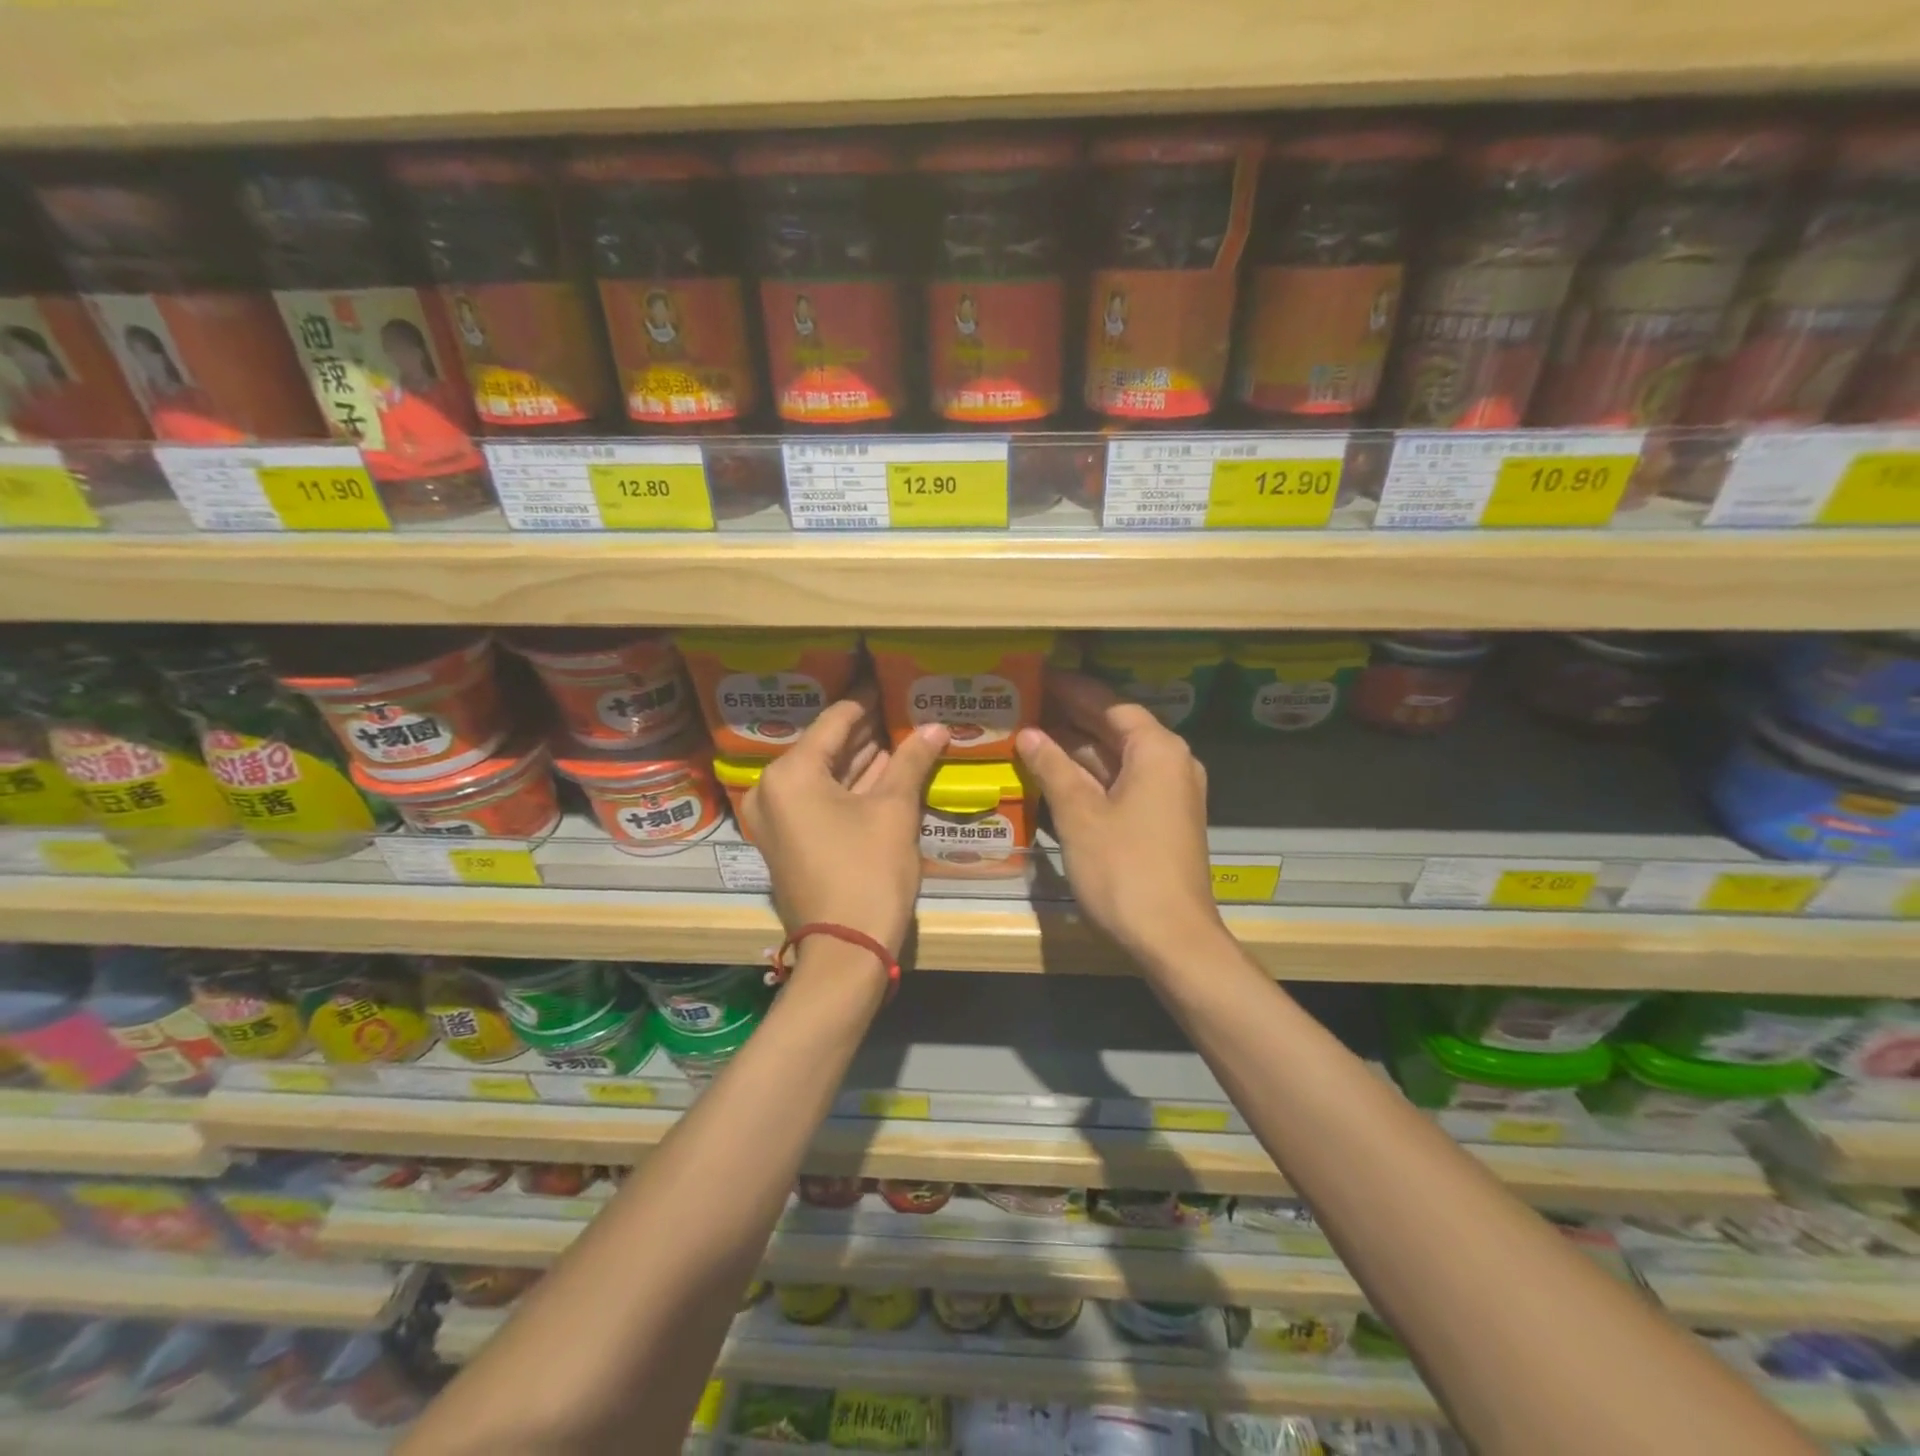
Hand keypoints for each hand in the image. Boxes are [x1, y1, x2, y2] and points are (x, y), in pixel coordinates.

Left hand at [740, 689, 949, 959]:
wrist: (845, 950)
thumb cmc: (868, 872)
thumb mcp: (894, 811)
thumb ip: (912, 761)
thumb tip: (937, 726)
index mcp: (790, 773)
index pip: (836, 721)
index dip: (868, 701)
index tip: (893, 683)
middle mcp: (772, 790)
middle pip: (826, 747)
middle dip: (867, 731)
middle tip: (903, 709)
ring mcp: (776, 818)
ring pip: (824, 776)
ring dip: (861, 759)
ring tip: (901, 733)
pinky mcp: (787, 841)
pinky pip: (819, 800)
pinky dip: (849, 787)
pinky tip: (886, 770)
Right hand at [1015, 671, 1221, 961]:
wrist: (1172, 938)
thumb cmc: (1125, 869)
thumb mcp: (1080, 814)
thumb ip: (1053, 768)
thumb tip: (1030, 735)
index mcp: (1158, 750)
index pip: (1111, 704)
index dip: (1073, 690)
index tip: (1038, 677)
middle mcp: (1170, 764)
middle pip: (1116, 729)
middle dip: (1072, 718)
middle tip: (1026, 704)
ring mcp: (1168, 795)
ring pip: (1117, 759)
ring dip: (1077, 750)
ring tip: (1030, 736)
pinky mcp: (1161, 822)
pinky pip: (1122, 785)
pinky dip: (1090, 778)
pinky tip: (1054, 778)